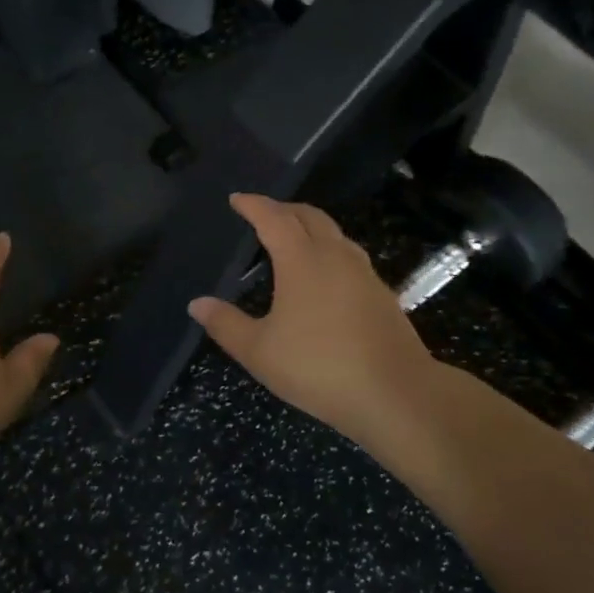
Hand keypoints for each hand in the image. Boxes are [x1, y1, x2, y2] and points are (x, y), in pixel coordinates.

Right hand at [189, 195, 447, 456]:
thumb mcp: (260, 352)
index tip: (237, 199)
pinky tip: (324, 274)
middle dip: (283, 208)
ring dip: (309, 226)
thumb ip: (226, 324)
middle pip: (309, 216)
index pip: (274, 219)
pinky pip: (349, 254)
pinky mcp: (382, 293)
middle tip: (262, 213)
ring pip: (334, 233)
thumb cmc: (319, 368)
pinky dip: (329, 248)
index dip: (254, 205)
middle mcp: (335, 256)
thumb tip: (197, 303)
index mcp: (302, 260)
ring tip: (292, 237)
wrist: (396, 393)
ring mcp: (364, 273)